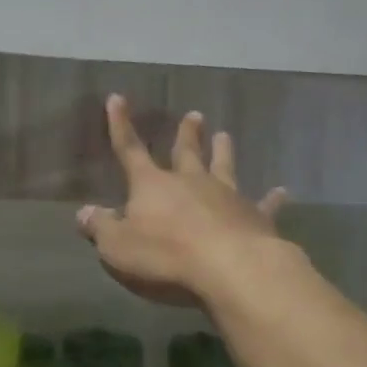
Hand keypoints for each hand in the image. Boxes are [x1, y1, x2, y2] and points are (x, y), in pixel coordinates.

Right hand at [76, 96, 287, 308]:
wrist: (230, 268)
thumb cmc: (166, 256)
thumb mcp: (118, 246)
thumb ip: (100, 228)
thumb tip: (84, 213)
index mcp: (152, 185)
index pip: (129, 149)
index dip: (120, 125)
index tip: (117, 98)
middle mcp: (190, 182)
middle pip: (186, 153)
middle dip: (186, 134)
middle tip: (194, 115)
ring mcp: (226, 197)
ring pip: (224, 167)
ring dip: (223, 152)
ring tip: (225, 134)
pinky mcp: (255, 217)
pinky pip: (263, 205)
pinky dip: (272, 199)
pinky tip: (282, 191)